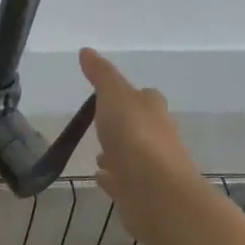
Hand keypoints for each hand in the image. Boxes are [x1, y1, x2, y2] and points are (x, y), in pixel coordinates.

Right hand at [79, 49, 215, 244]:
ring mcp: (151, 167)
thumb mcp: (114, 95)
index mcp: (152, 110)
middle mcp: (158, 136)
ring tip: (97, 154)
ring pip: (132, 155)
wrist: (156, 192)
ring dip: (117, 153)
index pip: (145, 97)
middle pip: (141, 126)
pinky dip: (113, 178)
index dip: (130, 95)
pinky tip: (100, 177)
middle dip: (123, 125)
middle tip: (101, 125)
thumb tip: (86, 51)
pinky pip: (123, 182)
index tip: (110, 95)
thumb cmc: (135, 136)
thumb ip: (101, 75)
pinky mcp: (141, 193)